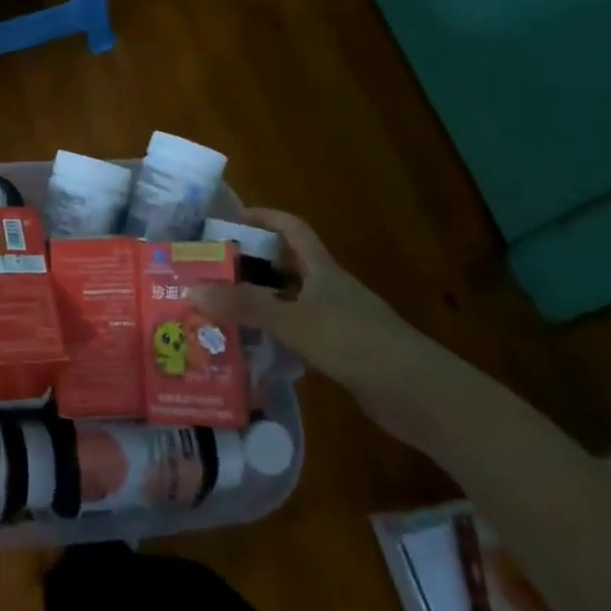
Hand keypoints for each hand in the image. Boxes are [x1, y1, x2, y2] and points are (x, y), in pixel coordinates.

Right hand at [194, 209, 437, 441]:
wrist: (418, 393)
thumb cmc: (354, 342)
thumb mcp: (293, 321)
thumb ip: (245, 306)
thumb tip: (192, 289)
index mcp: (322, 269)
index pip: (293, 228)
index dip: (265, 217)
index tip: (232, 217)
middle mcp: (330, 289)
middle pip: (288, 265)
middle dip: (253, 265)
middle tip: (213, 272)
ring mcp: (339, 321)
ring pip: (292, 302)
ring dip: (262, 304)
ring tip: (222, 311)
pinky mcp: (343, 353)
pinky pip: (300, 334)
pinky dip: (277, 337)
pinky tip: (255, 351)